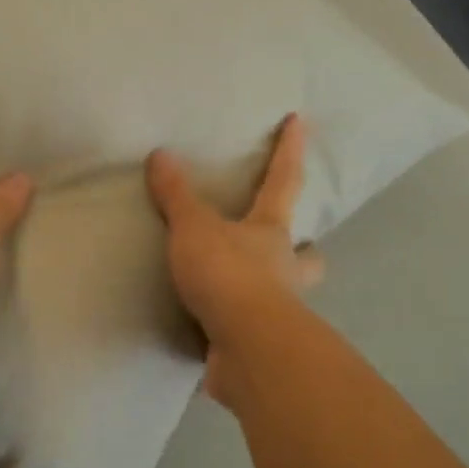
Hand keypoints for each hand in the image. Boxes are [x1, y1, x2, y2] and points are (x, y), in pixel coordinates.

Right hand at [146, 114, 324, 408]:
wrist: (246, 347)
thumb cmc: (228, 274)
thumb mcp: (193, 228)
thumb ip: (176, 195)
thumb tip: (161, 154)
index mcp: (270, 232)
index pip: (283, 180)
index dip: (289, 149)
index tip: (299, 120)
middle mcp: (283, 269)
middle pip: (308, 256)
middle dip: (307, 251)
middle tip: (296, 247)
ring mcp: (279, 311)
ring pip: (291, 298)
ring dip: (278, 292)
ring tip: (250, 291)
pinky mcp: (261, 346)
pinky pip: (254, 333)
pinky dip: (240, 330)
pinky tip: (218, 331)